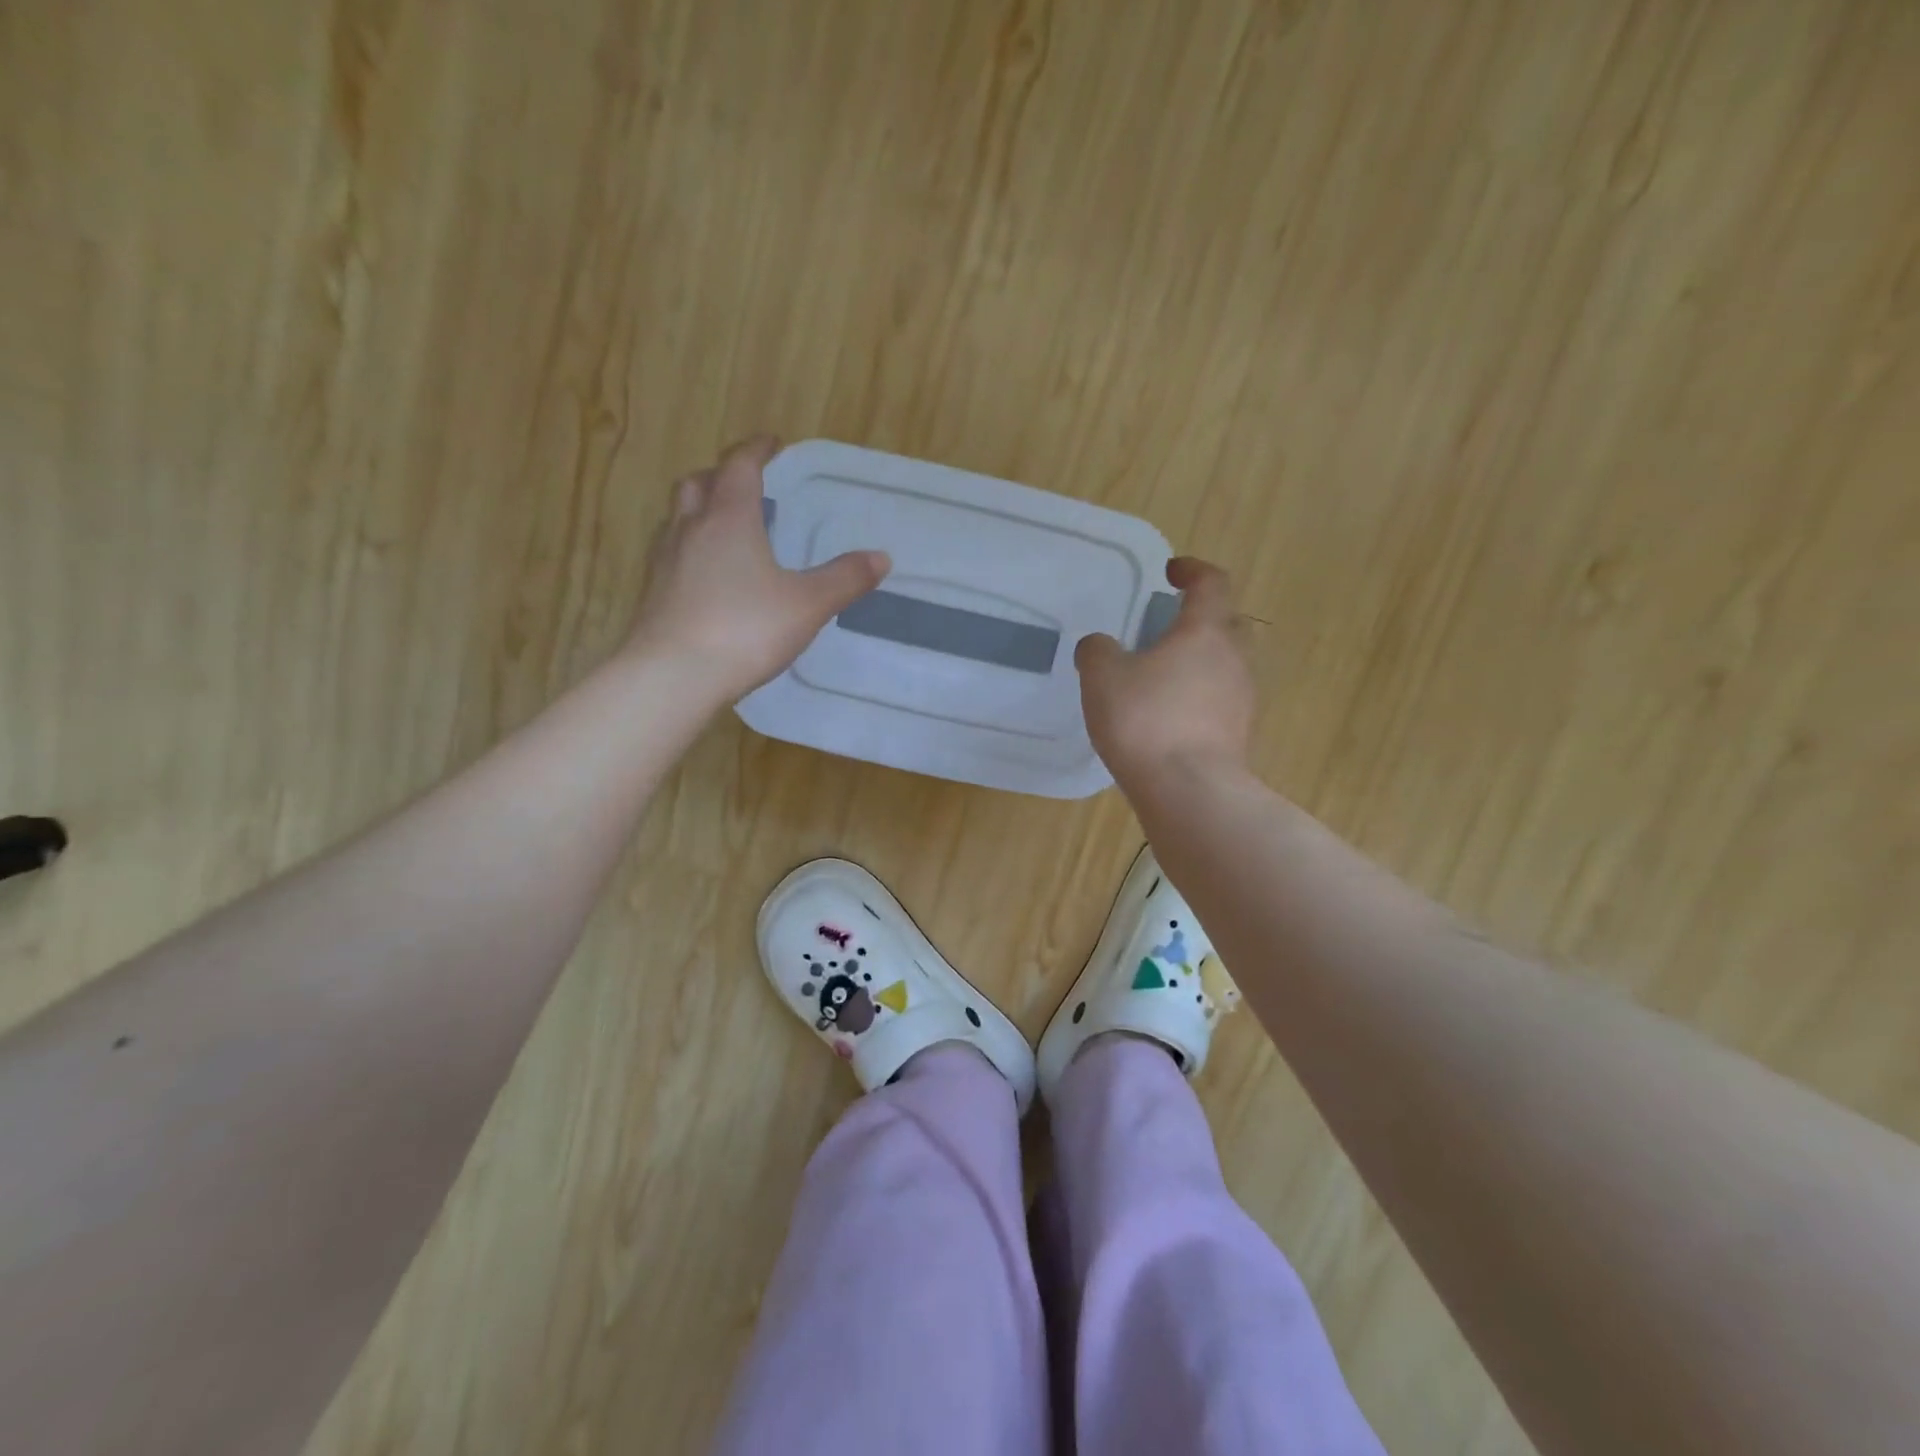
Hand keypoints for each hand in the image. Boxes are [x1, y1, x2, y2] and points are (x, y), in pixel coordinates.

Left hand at [628, 435, 890, 701]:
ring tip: (724, 526)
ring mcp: (664, 560)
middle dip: (722, 475)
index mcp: (730, 519)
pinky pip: (670, 551)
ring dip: (700, 509)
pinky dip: (689, 546)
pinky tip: (705, 573)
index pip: (739, 466)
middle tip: (744, 483)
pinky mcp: (653, 592)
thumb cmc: (745, 630)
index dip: (757, 449)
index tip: (772, 443)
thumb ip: (844, 579)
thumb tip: (881, 558)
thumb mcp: (807, 605)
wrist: (673, 675)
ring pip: (678, 516)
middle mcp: (691, 529)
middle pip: (699, 483)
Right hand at [1075, 556, 1255, 783]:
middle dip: (1201, 618)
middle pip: (1227, 623)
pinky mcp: (1239, 734)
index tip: (1171, 572)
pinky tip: (1170, 716)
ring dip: (1201, 661)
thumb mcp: (1102, 677)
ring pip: (1227, 664)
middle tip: (1168, 628)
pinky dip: (1200, 696)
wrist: (1189, 790)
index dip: (1192, 570)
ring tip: (1163, 676)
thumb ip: (1097, 651)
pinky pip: (1221, 700)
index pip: (1211, 583)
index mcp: (1204, 632)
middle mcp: (1233, 658)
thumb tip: (1100, 646)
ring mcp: (1242, 698)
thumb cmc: (1146, 721)